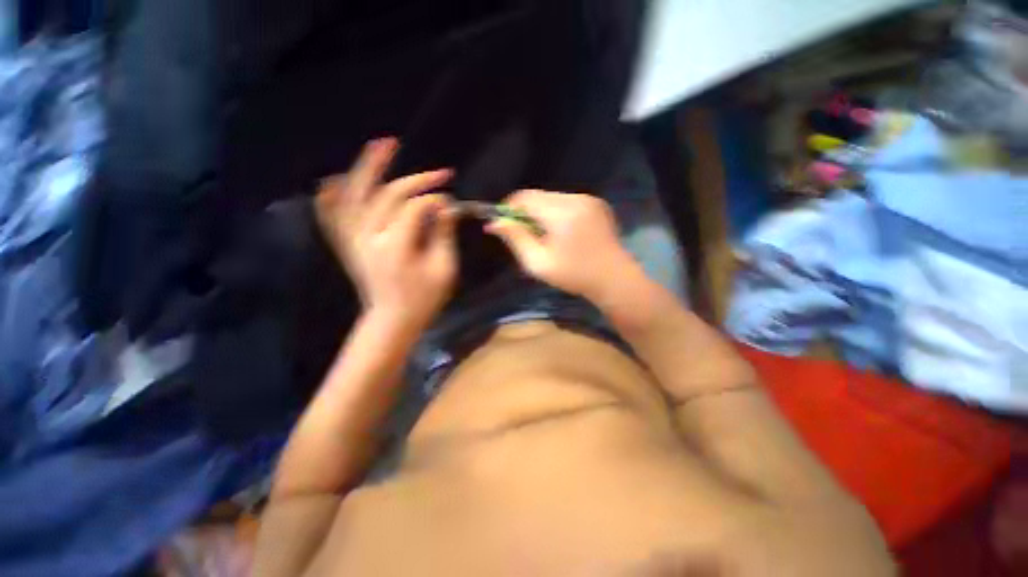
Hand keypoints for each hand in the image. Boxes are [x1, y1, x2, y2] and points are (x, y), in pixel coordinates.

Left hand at [316, 138, 457, 332]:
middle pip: (389, 194)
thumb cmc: (424, 298)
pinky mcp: (347, 243)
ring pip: (356, 193)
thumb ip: (444, 234)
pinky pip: (333, 213)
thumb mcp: (444, 269)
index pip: (415, 207)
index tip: (452, 201)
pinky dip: (333, 193)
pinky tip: (336, 177)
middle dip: (417, 180)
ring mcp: (353, 238)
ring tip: (384, 144)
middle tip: (441, 172)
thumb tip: (446, 206)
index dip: (436, 199)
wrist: (392, 320)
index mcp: (395, 246)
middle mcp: (368, 236)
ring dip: (369, 167)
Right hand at [484, 190, 640, 300]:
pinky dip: (557, 212)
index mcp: (561, 213)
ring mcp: (589, 199)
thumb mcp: (538, 263)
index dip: (509, 208)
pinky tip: (562, 232)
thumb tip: (494, 223)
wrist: (614, 279)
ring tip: (544, 235)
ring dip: (542, 212)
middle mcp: (576, 199)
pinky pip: (567, 201)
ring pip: (552, 198)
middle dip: (526, 211)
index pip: (525, 197)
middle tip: (524, 233)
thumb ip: (516, 239)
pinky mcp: (597, 203)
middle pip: (538, 196)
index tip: (504, 224)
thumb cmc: (574, 275)